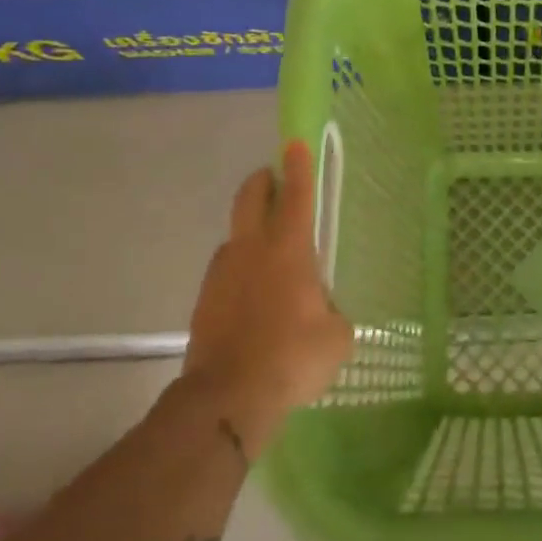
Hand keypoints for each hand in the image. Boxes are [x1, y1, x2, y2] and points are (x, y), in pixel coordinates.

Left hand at [179, 141, 352, 432]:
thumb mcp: (337, 336)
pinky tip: (254, 297)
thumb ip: (332, 311)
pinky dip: (240, 270)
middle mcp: (251, 249)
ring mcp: (221, 273)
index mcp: (288, 249)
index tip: (295, 143)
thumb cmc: (293, 357)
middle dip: (263, 180)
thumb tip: (320, 309)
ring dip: (251, 231)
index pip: (296, 195)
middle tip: (275, 181)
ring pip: (235, 235)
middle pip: (250, 196)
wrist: (228, 397)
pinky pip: (226, 271)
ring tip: (270, 256)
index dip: (298, 166)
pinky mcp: (204, 300)